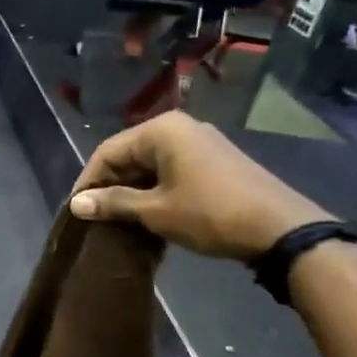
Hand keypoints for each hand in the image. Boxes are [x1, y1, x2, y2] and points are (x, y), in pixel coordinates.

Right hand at [68, 113, 332, 259]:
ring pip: (149, 164)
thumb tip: (76, 204)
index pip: (107, 152)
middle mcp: (179, 128)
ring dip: (131, 191)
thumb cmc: (210, 214)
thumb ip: (113, 203)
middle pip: (128, 155)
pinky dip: (154, 190)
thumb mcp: (155, 211)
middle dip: (110, 186)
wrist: (280, 229)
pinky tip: (147, 215)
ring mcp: (200, 143)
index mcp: (161, 131)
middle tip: (96, 218)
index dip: (88, 182)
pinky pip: (170, 170)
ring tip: (117, 221)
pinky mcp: (214, 161)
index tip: (77, 212)